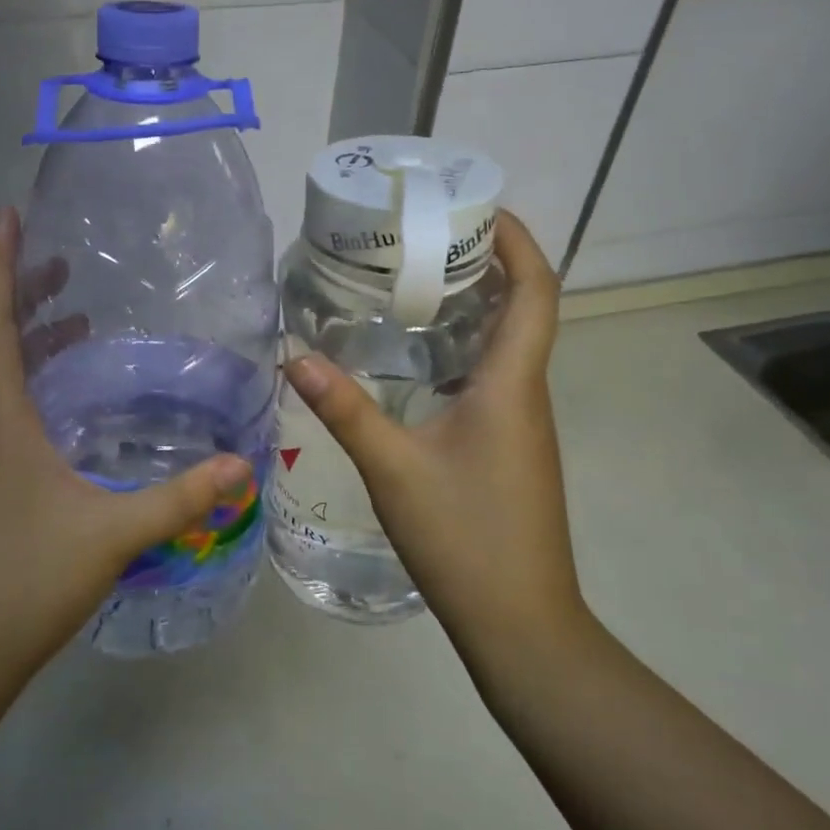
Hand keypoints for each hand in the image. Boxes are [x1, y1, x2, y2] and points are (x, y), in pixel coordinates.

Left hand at [0, 207, 251, 709]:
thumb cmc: (27, 583)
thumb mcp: (114, 534)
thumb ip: (181, 498)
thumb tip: (242, 466)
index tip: (5, 216)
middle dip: (14, 290)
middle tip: (54, 258)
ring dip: (19, 337)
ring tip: (67, 317)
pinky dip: (23, 382)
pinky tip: (61, 400)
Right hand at [283, 210, 586, 665]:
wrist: (520, 623)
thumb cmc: (464, 538)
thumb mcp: (393, 468)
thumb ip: (345, 409)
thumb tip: (294, 357)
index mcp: (511, 385)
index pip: (535, 289)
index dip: (516, 240)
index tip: (477, 206)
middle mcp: (527, 394)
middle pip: (524, 308)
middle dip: (485, 263)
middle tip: (423, 239)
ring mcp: (523, 425)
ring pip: (508, 345)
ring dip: (473, 307)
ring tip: (412, 285)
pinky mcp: (511, 449)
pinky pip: (494, 378)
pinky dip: (463, 350)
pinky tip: (415, 362)